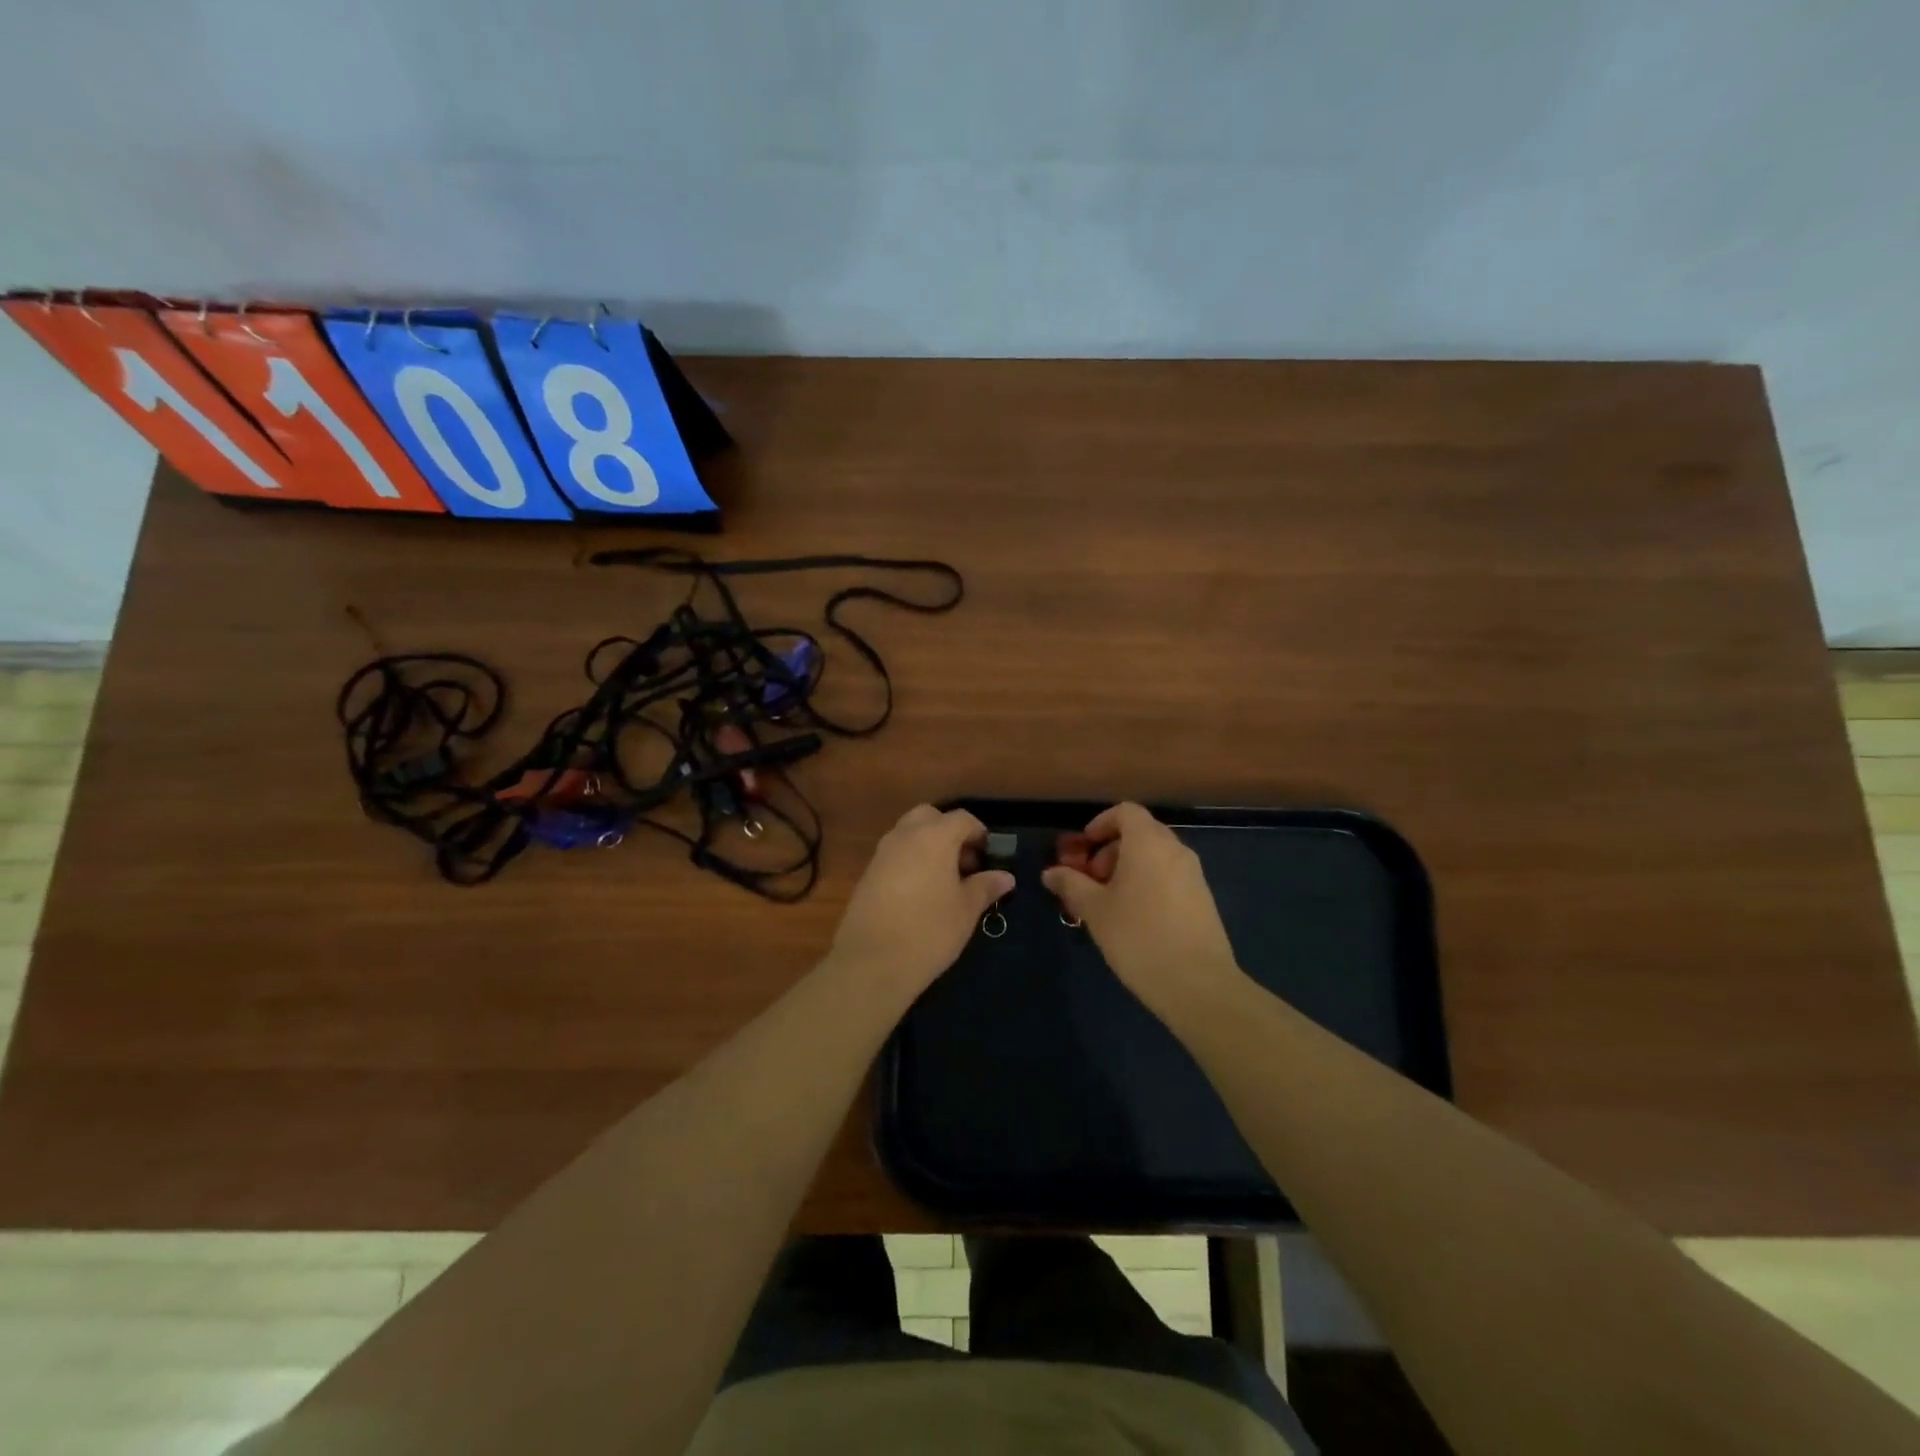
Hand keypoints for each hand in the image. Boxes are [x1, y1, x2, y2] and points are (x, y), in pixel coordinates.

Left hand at [827, 805, 1013, 998]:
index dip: (979, 834)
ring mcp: (882, 853)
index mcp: (934, 837)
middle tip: (964, 864)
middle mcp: (905, 836)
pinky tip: (919, 894)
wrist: (872, 962)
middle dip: (949, 832)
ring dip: (928, 845)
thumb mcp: (966, 910)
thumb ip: (985, 887)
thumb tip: (1005, 876)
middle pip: (930, 817)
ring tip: (944, 881)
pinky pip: (894, 854)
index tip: (988, 858)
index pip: (962, 818)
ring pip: (908, 833)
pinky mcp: (867, 874)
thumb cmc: (930, 931)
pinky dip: (910, 861)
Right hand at [1042, 803, 1242, 1017]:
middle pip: (1140, 833)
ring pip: (1156, 857)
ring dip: (1129, 869)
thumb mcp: (1095, 909)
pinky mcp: (1203, 899)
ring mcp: (1194, 875)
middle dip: (1111, 850)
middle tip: (1091, 880)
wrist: (1197, 984)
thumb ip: (1071, 884)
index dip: (1101, 823)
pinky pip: (1170, 876)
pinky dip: (1149, 883)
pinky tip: (1135, 919)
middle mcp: (1175, 850)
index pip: (1125, 811)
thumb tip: (1050, 872)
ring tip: (1109, 903)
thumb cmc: (1138, 937)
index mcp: (1148, 843)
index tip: (1084, 848)